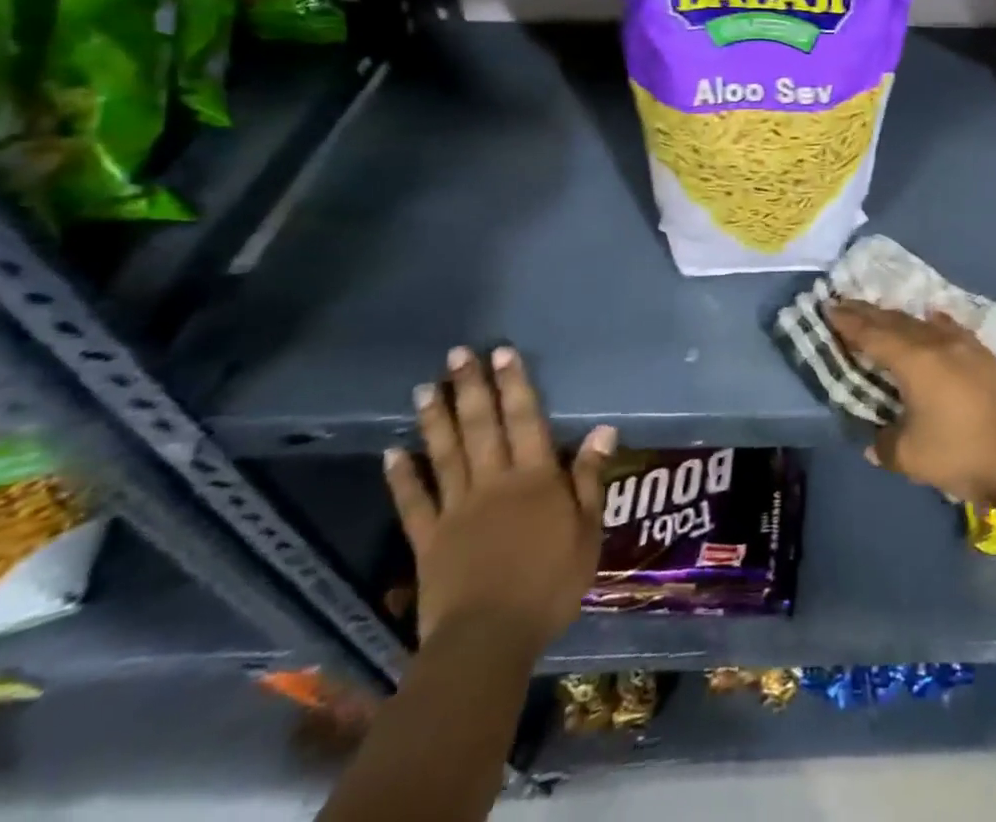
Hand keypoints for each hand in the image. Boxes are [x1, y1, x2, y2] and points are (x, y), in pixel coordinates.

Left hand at [383, 345, 616, 655]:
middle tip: (457, 354)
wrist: (489, 641)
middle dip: (470, 388)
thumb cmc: (549, 585)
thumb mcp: (588, 533)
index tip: (502, 353)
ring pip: (445, 454)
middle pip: (481, 427)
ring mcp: (456, 509)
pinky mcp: (428, 540)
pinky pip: (413, 502)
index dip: (514, 385)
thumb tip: (602, 430)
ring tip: (424, 387)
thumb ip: (590, 479)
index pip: (525, 420)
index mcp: (535, 478)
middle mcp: (493, 482)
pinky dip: (402, 476)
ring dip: (435, 419)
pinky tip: (393, 452)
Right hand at [825, 299, 995, 506]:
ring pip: (920, 323)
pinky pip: (948, 328)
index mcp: (913, 361)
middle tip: (843, 304)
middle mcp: (936, 343)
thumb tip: (874, 439)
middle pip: (894, 321)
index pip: (871, 334)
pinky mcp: (983, 355)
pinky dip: (931, 323)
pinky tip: (931, 318)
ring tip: (879, 316)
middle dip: (866, 313)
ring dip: (896, 318)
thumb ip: (883, 443)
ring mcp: (964, 345)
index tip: (828, 307)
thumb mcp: (909, 457)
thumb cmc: (961, 454)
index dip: (848, 321)